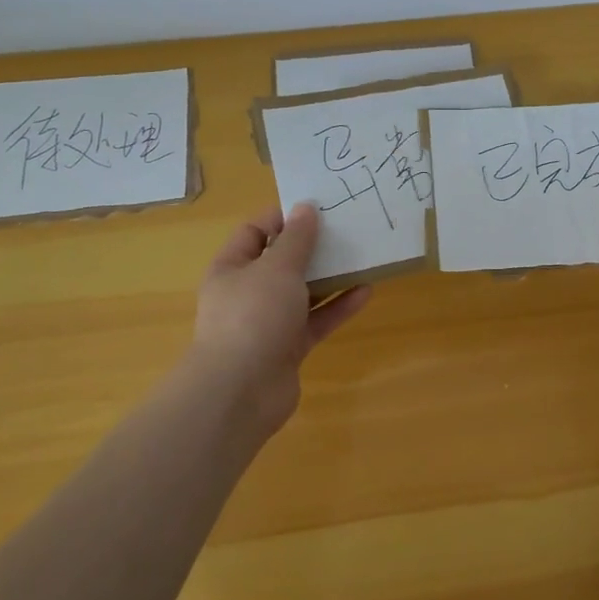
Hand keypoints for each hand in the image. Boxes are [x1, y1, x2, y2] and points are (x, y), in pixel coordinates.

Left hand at [188, 203, 371, 430]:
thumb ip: (296, 238)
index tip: (318, 207)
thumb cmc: (253, 316)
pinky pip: (317, 319)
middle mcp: (248, 292)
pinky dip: (338, 306)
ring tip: (363, 257)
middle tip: (347, 229)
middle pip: (283, 261)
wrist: (241, 392)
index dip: (283, 217)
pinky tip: (366, 292)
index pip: (255, 231)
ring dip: (331, 276)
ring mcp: (268, 322)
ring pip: (303, 292)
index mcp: (232, 267)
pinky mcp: (289, 347)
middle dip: (313, 247)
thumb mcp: (277, 268)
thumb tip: (305, 208)